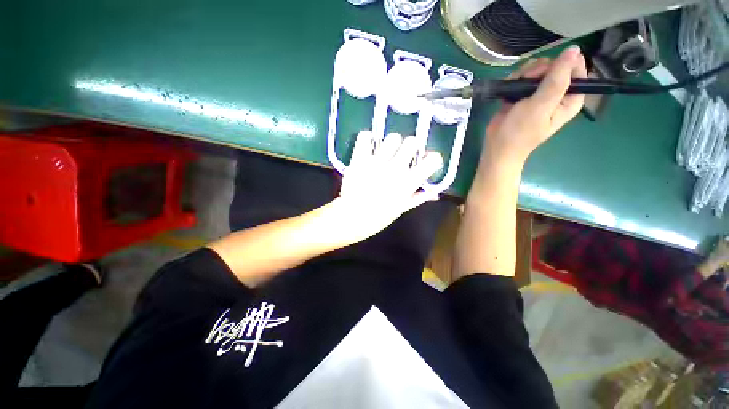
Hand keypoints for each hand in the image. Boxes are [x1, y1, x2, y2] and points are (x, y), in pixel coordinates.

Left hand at [333, 131, 442, 240]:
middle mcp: (395, 168)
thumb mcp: (401, 209)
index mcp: (408, 182)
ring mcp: (376, 162)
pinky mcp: (359, 159)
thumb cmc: (378, 217)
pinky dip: (368, 139)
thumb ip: (418, 198)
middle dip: (410, 147)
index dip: (432, 159)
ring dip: (391, 144)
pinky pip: (365, 137)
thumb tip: (434, 193)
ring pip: (392, 137)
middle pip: (412, 142)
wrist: (352, 218)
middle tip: (403, 155)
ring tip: (385, 152)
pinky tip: (369, 146)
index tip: (426, 162)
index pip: (432, 160)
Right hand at [485, 46, 586, 165]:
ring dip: (524, 74)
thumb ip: (557, 79)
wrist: (497, 147)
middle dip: (539, 69)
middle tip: (527, 81)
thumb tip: (574, 49)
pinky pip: (523, 77)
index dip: (561, 64)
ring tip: (515, 87)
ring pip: (536, 69)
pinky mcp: (522, 95)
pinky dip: (514, 79)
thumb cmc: (520, 131)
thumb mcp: (541, 106)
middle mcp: (557, 94)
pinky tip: (509, 88)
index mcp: (570, 98)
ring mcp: (538, 94)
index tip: (545, 72)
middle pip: (554, 66)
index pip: (575, 69)